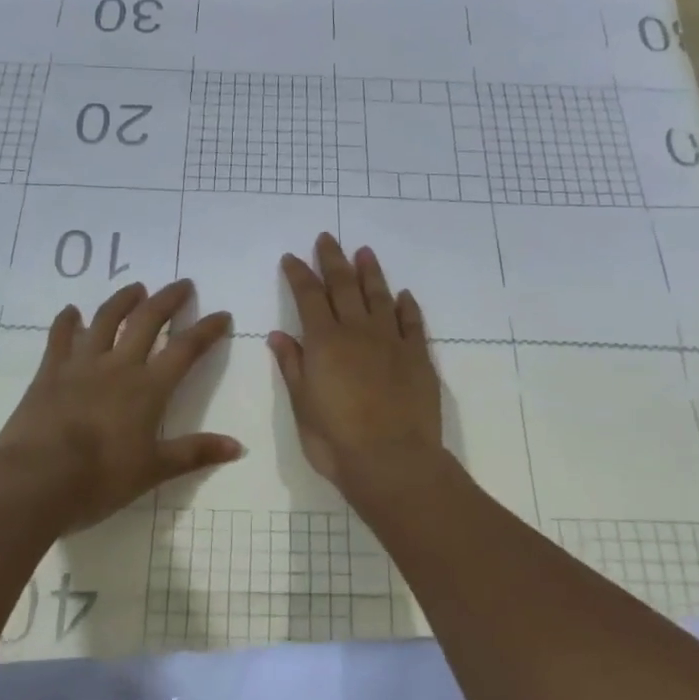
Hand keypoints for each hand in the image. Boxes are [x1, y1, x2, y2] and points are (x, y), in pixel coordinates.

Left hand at [0, 279, 241, 530]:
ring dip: (123, 300)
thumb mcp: (154, 470)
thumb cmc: (101, 477)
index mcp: (149, 388)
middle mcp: (118, 366)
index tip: (221, 314)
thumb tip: (238, 447)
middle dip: (168, 300)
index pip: (185, 349)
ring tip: (135, 288)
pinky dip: (67, 321)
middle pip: (147, 321)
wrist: (36, 478)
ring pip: (105, 320)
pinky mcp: (50, 372)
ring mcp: (81, 364)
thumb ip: (195, 453)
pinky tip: (71, 311)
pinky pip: (60, 337)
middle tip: (182, 284)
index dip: (206, 330)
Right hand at [269, 234, 442, 490]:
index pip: (309, 296)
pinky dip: (406, 306)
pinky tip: (403, 295)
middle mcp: (358, 331)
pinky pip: (412, 322)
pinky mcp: (418, 357)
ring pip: (379, 296)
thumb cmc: (336, 440)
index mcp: (325, 342)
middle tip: (327, 238)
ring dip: (370, 272)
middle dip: (333, 260)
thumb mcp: (302, 406)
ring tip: (364, 252)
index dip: (300, 274)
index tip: (292, 257)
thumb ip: (293, 367)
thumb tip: (280, 335)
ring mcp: (392, 341)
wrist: (393, 461)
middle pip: (344, 286)